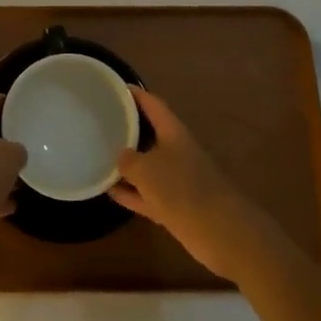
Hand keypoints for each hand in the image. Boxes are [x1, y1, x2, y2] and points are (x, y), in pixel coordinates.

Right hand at [111, 87, 280, 280]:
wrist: (221, 232)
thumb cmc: (182, 189)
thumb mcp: (146, 170)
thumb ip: (129, 161)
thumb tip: (121, 158)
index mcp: (173, 133)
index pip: (153, 105)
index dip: (135, 95)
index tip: (115, 88)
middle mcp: (176, 152)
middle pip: (150, 134)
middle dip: (128, 129)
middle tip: (101, 123)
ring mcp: (176, 180)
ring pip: (146, 167)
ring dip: (126, 165)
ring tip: (99, 156)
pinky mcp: (175, 206)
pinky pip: (147, 194)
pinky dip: (130, 192)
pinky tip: (110, 192)